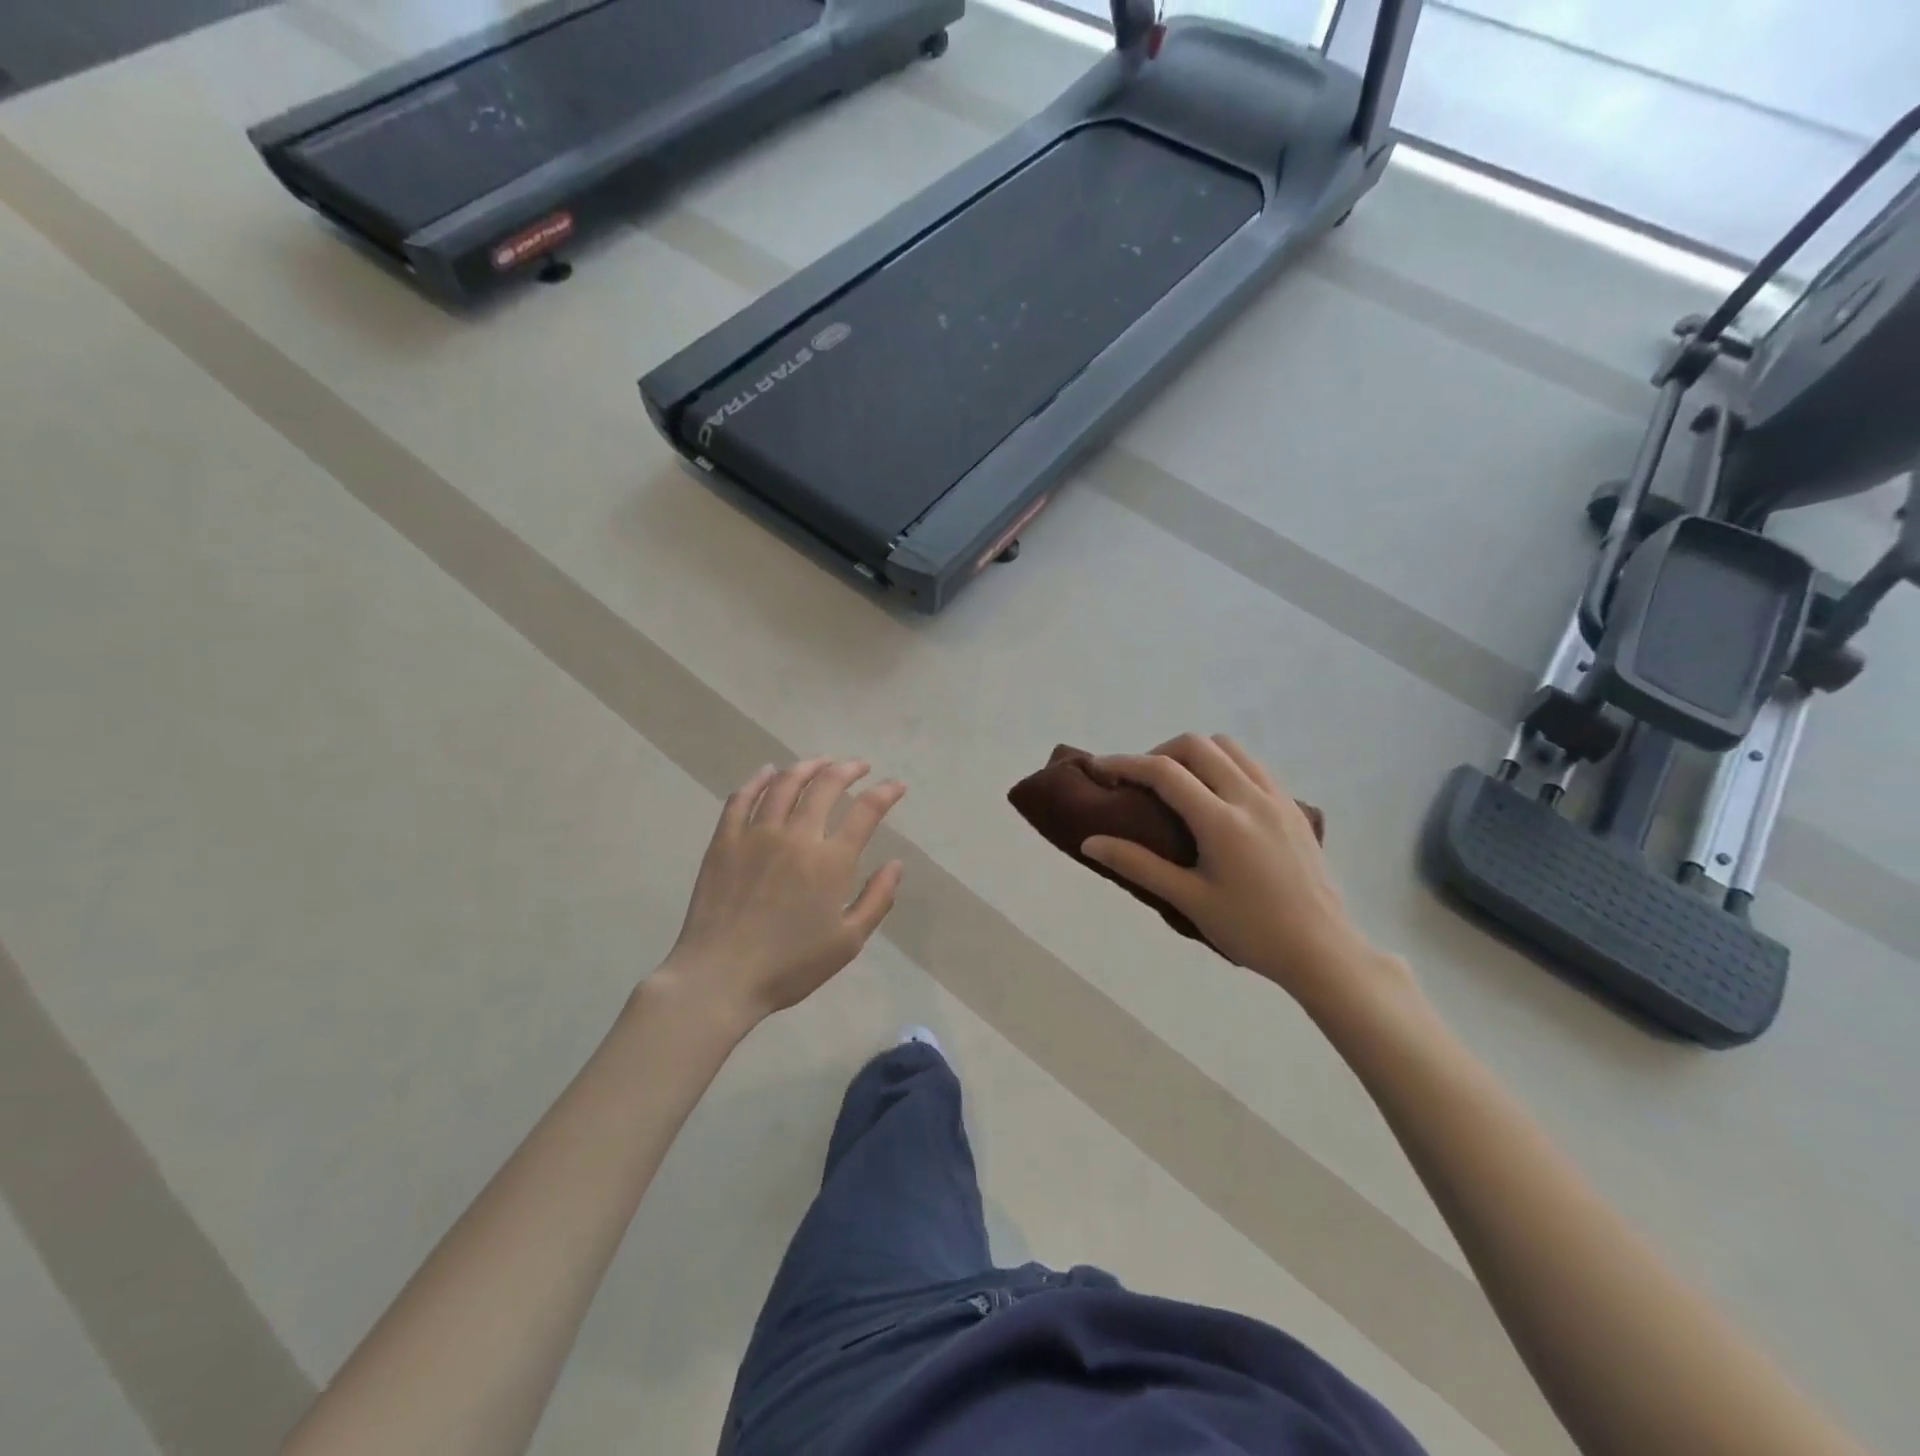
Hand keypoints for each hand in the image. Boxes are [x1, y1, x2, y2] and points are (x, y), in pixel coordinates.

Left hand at [652, 759, 905, 1028]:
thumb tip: (896, 864)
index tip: (896, 786)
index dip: (885, 793)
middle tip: (859, 766)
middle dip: (848, 769)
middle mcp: (796, 836)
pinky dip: (758, 780)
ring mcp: (756, 834)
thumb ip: (876, 899)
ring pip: (784, 784)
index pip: (865, 812)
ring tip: (821, 762)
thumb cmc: (790, 966)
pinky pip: (742, 798)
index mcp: (830, 861)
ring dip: (807, 766)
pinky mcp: (724, 841)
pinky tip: (767, 772)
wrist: (720, 977)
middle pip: (825, 786)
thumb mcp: (848, 942)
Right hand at [1082, 735, 1411, 1017]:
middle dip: (1158, 752)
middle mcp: (1251, 797)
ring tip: (1177, 785)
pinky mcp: (1293, 806)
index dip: (1125, 763)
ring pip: (1228, 747)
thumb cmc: (1251, 931)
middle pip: (1197, 745)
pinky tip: (1215, 796)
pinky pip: (1252, 764)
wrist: (1323, 950)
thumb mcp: (1189, 900)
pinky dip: (1223, 764)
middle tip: (1139, 782)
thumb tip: (1090, 843)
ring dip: (1194, 754)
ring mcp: (1277, 798)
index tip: (1099, 768)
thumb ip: (1138, 865)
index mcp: (1222, 821)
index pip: (1165, 772)